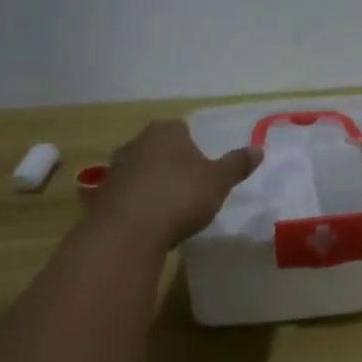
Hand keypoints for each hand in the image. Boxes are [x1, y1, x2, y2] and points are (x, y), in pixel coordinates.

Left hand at [94, 121, 260, 251]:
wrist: (127, 232)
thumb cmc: (179, 197)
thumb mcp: (218, 182)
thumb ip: (237, 164)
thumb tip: (259, 148)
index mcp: (166, 131)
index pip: (183, 129)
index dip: (195, 148)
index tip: (204, 170)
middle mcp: (137, 141)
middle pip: (160, 148)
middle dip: (172, 164)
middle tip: (190, 188)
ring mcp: (116, 167)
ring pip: (141, 170)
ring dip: (153, 184)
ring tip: (169, 209)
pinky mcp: (101, 195)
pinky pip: (127, 194)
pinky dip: (137, 203)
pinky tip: (148, 223)